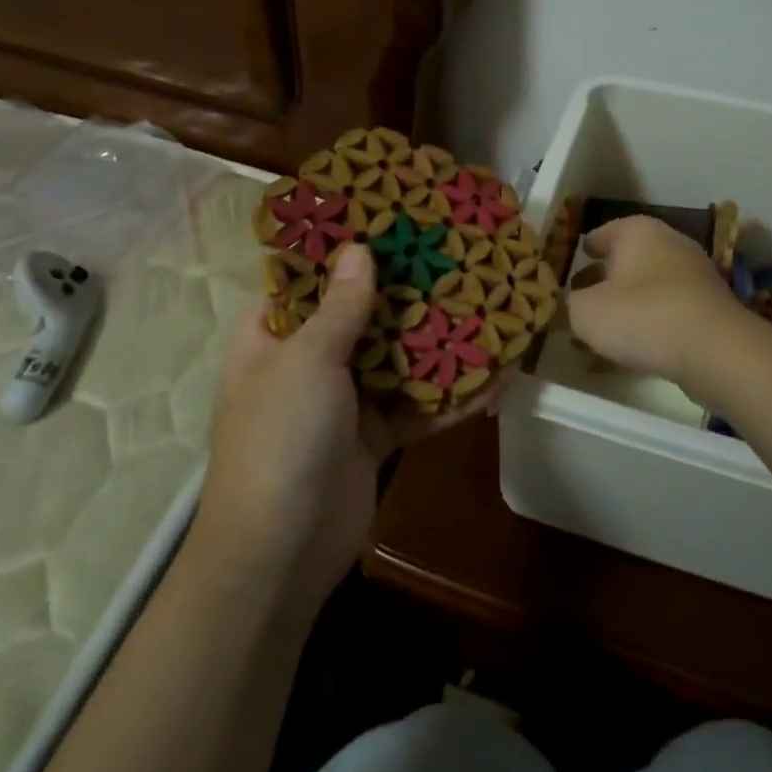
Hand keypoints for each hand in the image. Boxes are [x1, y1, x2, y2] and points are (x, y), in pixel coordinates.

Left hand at [195, 244, 502, 618]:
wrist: (280, 552)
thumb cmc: (279, 438)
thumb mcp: (306, 362)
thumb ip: (339, 307)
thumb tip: (359, 249)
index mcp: (273, 337)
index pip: (303, 279)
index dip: (338, 249)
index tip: (385, 219)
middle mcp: (308, 362)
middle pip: (360, 314)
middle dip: (403, 289)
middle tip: (449, 253)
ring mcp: (344, 400)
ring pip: (395, 358)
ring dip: (436, 340)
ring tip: (483, 303)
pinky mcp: (376, 435)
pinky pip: (418, 406)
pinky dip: (452, 396)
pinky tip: (498, 377)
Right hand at [566, 216, 751, 381]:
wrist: (715, 351)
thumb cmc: (641, 316)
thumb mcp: (586, 312)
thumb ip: (571, 305)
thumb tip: (573, 305)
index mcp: (637, 231)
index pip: (601, 234)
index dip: (582, 252)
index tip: (569, 268)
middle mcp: (669, 243)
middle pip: (627, 260)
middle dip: (603, 281)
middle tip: (580, 301)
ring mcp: (694, 274)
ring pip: (647, 287)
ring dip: (626, 306)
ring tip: (603, 332)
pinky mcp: (710, 307)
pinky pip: (668, 311)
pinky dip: (650, 324)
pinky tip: (633, 349)